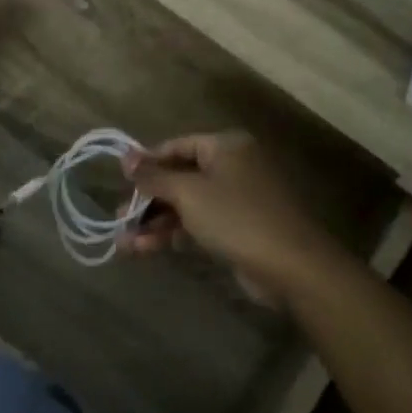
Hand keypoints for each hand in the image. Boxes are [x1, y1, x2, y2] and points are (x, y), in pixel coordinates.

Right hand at [121, 132, 346, 303]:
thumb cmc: (236, 217)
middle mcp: (232, 167)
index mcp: (226, 147)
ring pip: (187, 205)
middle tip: (119, 218)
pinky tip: (145, 249)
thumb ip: (154, 176)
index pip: (177, 145)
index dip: (147, 162)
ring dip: (155, 222)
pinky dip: (174, 234)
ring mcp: (237, 200)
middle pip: (180, 177)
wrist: (292, 267)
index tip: (120, 180)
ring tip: (124, 242)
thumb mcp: (188, 193)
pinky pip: (198, 224)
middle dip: (147, 199)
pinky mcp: (238, 229)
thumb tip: (125, 156)